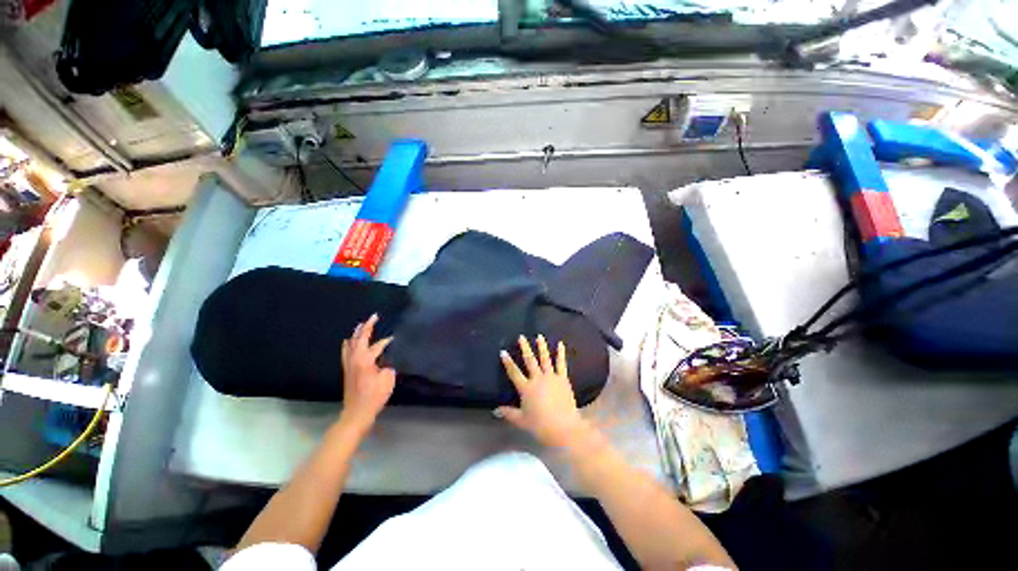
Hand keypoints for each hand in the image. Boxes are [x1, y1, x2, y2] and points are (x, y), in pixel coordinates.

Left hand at [340, 314, 394, 431]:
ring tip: (361, 324)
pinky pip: (346, 351)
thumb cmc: (374, 396)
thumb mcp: (387, 380)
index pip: (377, 345)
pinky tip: (348, 341)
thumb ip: (388, 366)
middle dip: (367, 327)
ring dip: (357, 333)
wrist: (357, 413)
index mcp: (365, 360)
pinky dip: (349, 344)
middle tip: (373, 316)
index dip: (386, 340)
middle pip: (360, 339)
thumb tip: (385, 362)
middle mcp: (355, 359)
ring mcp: (349, 364)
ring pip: (351, 344)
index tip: (395, 337)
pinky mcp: (347, 370)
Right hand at [495, 335, 591, 447]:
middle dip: (525, 348)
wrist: (564, 428)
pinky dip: (561, 353)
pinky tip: (560, 344)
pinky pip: (561, 364)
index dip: (508, 362)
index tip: (503, 352)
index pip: (514, 372)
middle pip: (530, 361)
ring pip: (545, 359)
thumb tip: (495, 410)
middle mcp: (538, 379)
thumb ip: (509, 413)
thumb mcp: (521, 420)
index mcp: (526, 388)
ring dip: (541, 347)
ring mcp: (551, 377)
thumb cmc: (540, 425)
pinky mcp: (563, 379)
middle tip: (521, 337)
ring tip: (539, 336)